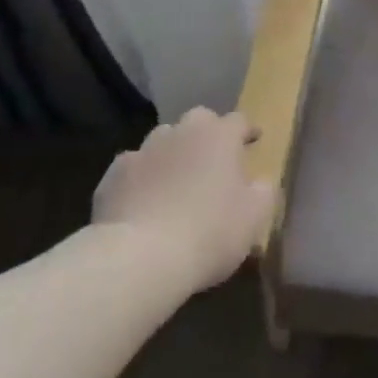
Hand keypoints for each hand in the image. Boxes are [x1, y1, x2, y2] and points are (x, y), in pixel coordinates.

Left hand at [92, 108, 275, 291]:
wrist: (140, 257)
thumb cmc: (209, 232)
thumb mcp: (254, 217)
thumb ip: (263, 191)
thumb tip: (260, 182)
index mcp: (219, 136)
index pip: (238, 121)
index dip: (247, 131)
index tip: (253, 141)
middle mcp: (182, 132)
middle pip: (198, 121)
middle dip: (207, 134)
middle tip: (213, 160)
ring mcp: (144, 150)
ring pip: (162, 140)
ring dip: (172, 153)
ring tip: (175, 180)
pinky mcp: (114, 175)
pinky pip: (133, 168)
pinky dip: (141, 178)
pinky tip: (142, 201)